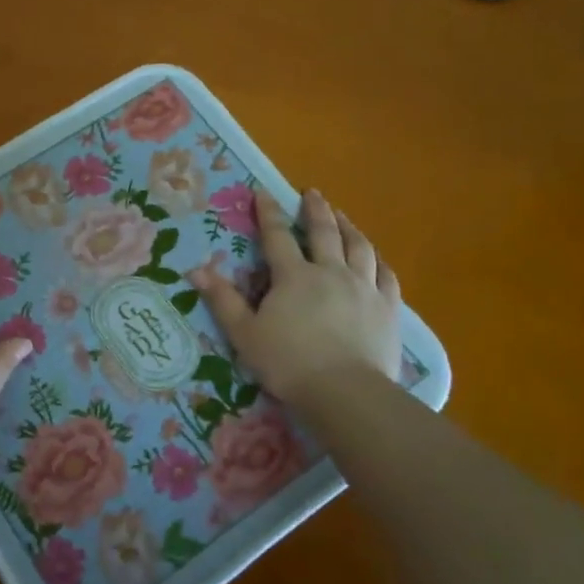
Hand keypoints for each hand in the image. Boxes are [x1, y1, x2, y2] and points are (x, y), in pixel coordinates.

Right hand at [189, 188, 400, 401]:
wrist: (345, 392)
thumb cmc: (288, 363)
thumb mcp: (244, 333)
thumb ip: (222, 300)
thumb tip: (196, 270)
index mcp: (294, 276)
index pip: (277, 236)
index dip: (269, 212)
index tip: (263, 192)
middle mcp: (331, 272)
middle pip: (324, 232)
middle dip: (316, 210)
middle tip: (313, 193)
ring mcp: (364, 288)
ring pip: (359, 247)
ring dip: (350, 227)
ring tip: (343, 216)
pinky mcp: (387, 308)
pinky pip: (386, 276)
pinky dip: (379, 261)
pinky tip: (376, 258)